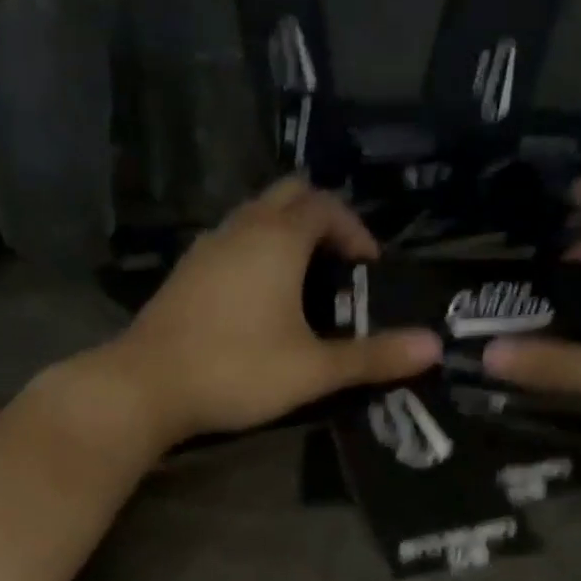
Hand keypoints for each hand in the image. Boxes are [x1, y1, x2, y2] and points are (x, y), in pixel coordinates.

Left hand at [114, 178, 440, 441]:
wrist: (145, 385)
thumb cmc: (237, 370)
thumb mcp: (313, 369)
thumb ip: (373, 356)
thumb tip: (434, 347)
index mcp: (277, 239)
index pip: (325, 205)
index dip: (354, 229)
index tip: (369, 268)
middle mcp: (241, 229)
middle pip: (288, 195)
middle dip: (321, 218)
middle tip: (339, 263)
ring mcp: (206, 247)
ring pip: (254, 216)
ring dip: (285, 234)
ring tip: (305, 281)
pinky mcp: (185, 271)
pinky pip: (230, 240)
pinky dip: (255, 251)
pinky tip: (258, 298)